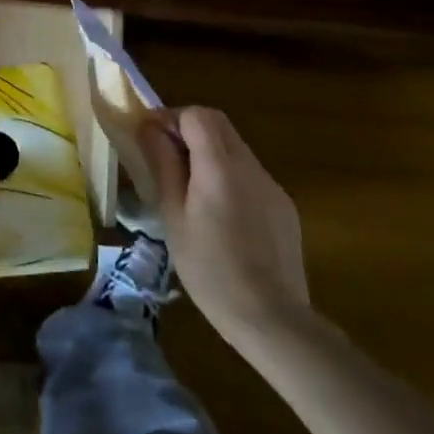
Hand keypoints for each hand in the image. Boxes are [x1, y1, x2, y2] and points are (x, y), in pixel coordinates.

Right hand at [139, 107, 311, 342]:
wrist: (271, 318)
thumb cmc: (210, 269)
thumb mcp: (173, 216)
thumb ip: (163, 165)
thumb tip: (149, 129)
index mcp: (219, 166)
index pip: (196, 115)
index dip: (170, 119)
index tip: (150, 138)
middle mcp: (250, 166)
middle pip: (218, 124)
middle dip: (188, 129)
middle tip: (164, 156)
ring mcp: (271, 185)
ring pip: (235, 148)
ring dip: (208, 152)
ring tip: (187, 188)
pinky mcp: (283, 206)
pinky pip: (250, 175)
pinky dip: (228, 176)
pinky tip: (219, 214)